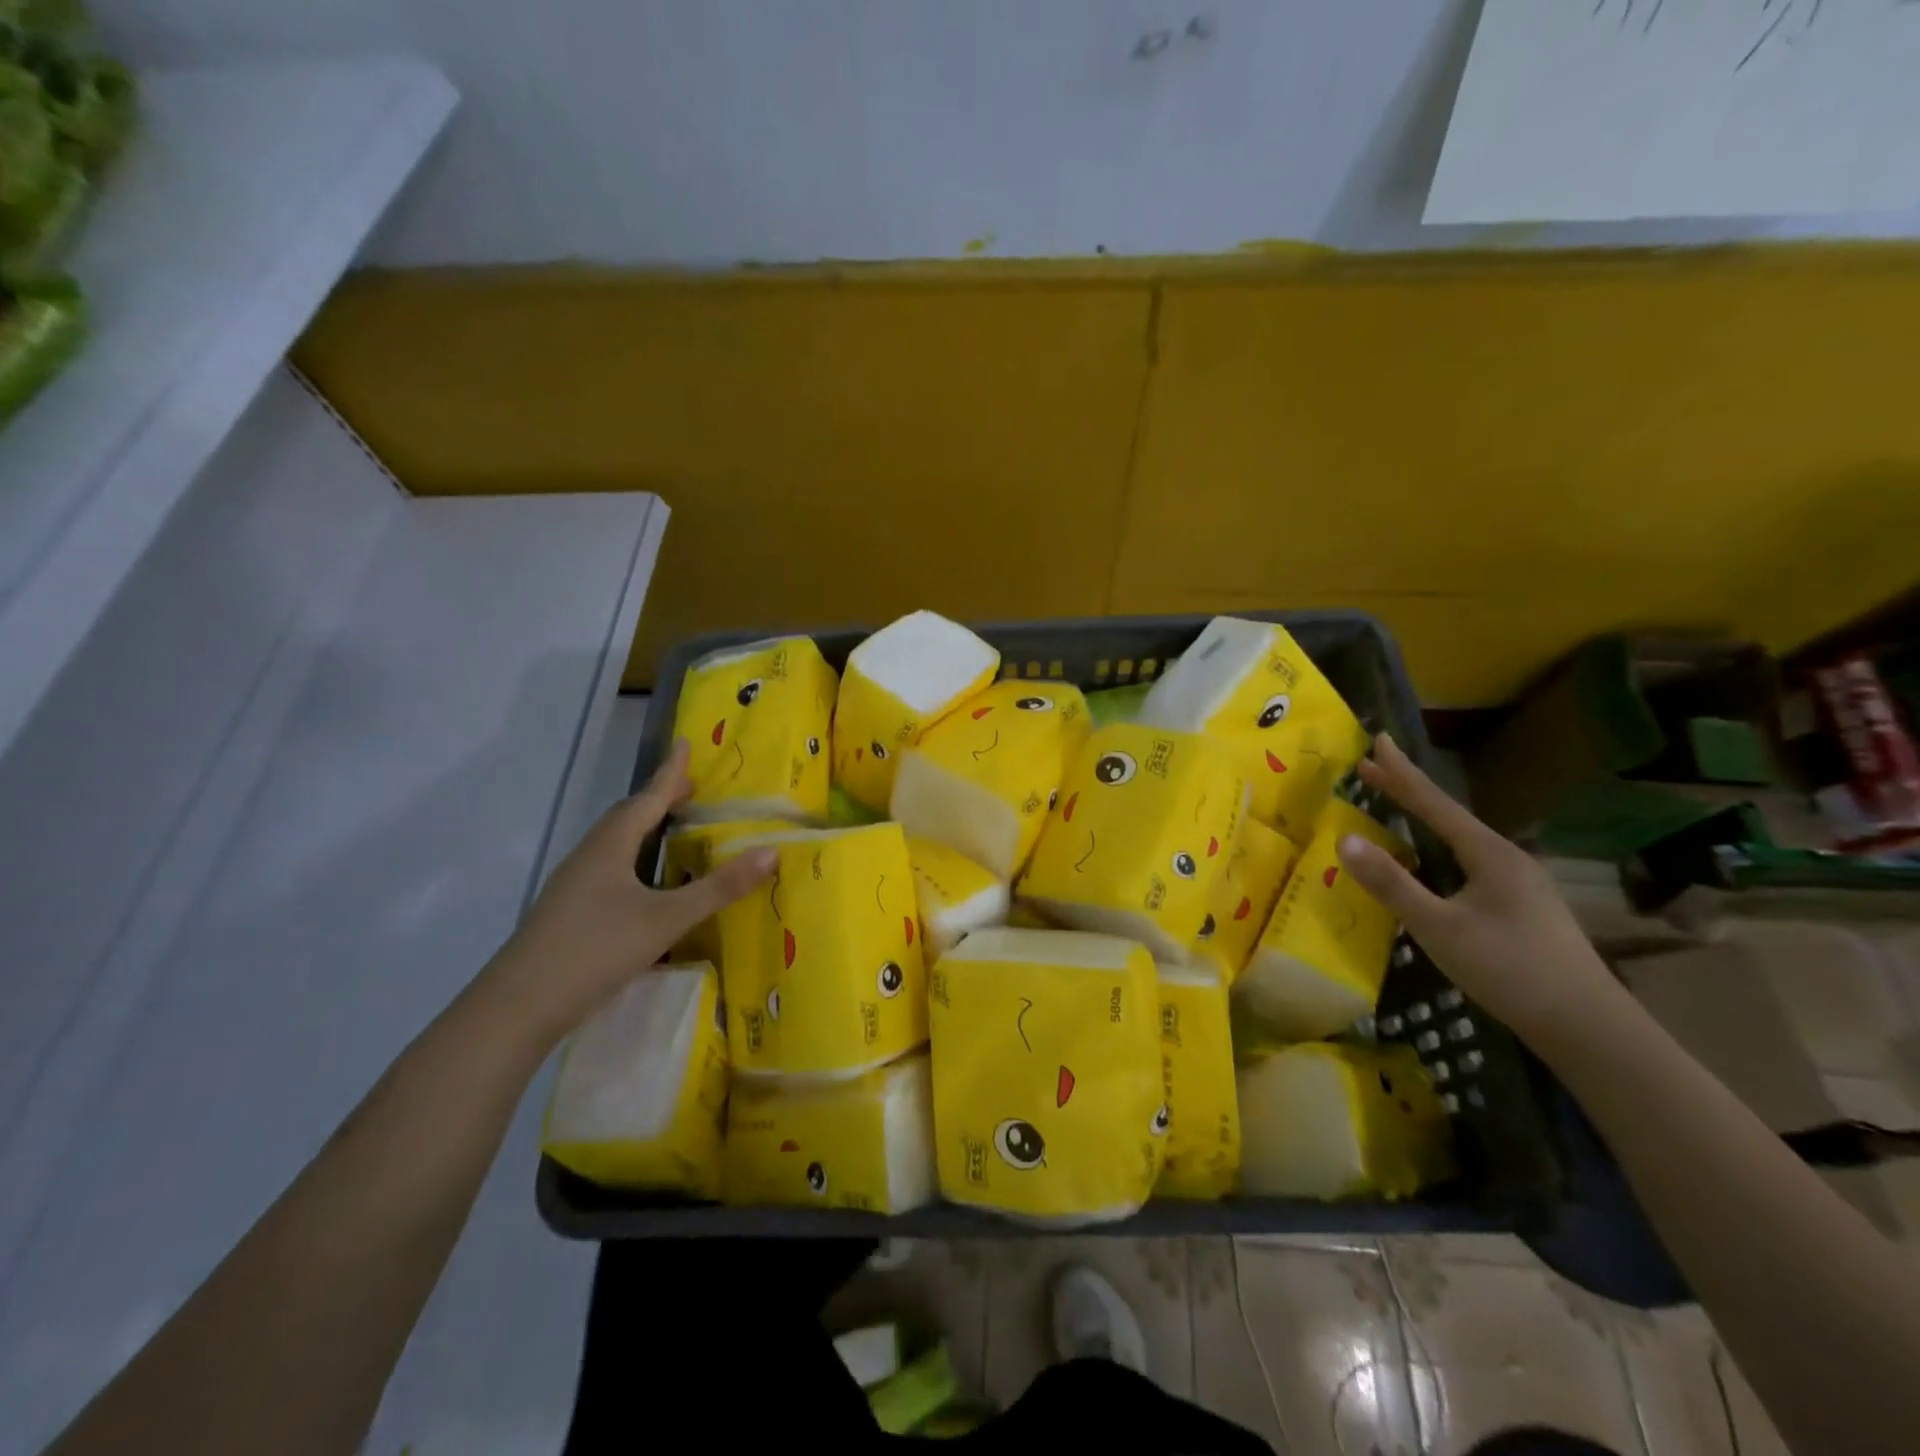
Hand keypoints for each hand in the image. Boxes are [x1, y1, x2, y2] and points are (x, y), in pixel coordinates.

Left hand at [482, 740, 776, 1048]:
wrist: (519, 1007)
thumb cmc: (596, 949)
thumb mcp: (666, 918)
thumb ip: (718, 888)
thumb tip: (771, 852)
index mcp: (610, 847)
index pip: (647, 798)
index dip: (670, 773)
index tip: (684, 744)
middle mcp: (588, 858)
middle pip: (626, 818)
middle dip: (658, 800)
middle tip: (689, 792)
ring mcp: (573, 887)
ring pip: (614, 846)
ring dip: (644, 831)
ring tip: (671, 833)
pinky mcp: (568, 914)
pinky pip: (608, 870)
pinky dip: (634, 861)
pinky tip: (644, 887)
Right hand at [1334, 733, 1619, 1046]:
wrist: (1588, 1027)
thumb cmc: (1509, 969)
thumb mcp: (1439, 927)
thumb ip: (1392, 883)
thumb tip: (1345, 840)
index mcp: (1490, 854)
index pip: (1435, 803)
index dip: (1402, 773)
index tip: (1378, 740)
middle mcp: (1507, 859)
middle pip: (1448, 816)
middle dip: (1408, 791)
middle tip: (1373, 765)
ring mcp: (1519, 884)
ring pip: (1460, 841)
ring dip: (1423, 821)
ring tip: (1395, 808)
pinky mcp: (1521, 908)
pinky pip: (1468, 863)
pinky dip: (1438, 849)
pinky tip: (1432, 864)